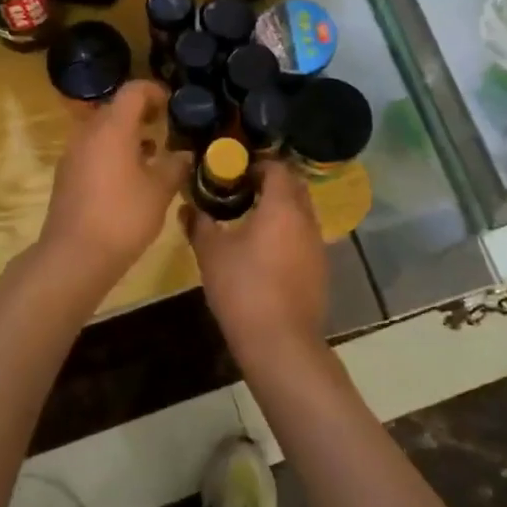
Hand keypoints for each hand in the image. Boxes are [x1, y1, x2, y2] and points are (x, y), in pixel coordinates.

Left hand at [40, 80, 190, 284]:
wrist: (73, 257)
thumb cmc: (122, 216)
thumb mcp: (160, 191)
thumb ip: (175, 166)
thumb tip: (185, 154)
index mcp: (112, 128)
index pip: (133, 91)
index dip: (155, 91)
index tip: (173, 104)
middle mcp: (88, 133)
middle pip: (116, 109)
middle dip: (142, 114)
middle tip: (166, 127)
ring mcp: (73, 154)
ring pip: (103, 132)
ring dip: (127, 135)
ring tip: (153, 153)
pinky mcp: (67, 175)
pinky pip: (93, 151)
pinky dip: (113, 153)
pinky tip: (131, 178)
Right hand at [183, 160, 328, 367]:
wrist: (280, 342)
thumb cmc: (243, 288)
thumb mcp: (211, 253)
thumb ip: (199, 224)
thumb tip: (187, 206)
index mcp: (283, 206)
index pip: (277, 167)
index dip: (256, 164)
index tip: (233, 171)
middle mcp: (306, 219)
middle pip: (294, 187)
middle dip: (270, 183)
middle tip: (240, 191)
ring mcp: (317, 245)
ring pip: (301, 213)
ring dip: (280, 209)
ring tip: (250, 220)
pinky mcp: (320, 269)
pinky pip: (303, 237)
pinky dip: (287, 233)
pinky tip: (265, 251)